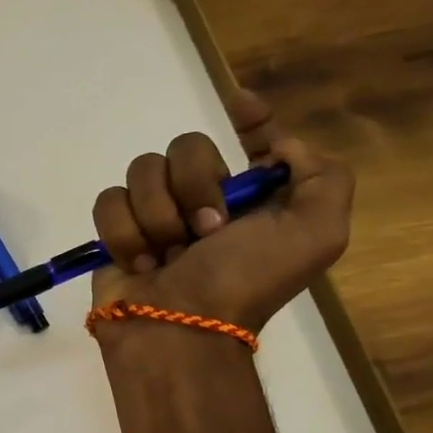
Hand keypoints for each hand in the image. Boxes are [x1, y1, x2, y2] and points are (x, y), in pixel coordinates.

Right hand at [90, 89, 353, 334]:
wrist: (179, 329)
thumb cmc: (246, 281)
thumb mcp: (316, 235)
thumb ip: (323, 179)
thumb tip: (279, 148)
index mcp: (255, 198)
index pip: (256, 142)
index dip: (252, 120)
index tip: (240, 103)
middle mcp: (206, 199)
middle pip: (186, 146)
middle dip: (194, 185)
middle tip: (205, 231)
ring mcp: (157, 213)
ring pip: (142, 170)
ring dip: (157, 215)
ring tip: (169, 255)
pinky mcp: (118, 230)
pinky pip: (109, 200)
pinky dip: (125, 234)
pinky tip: (142, 263)